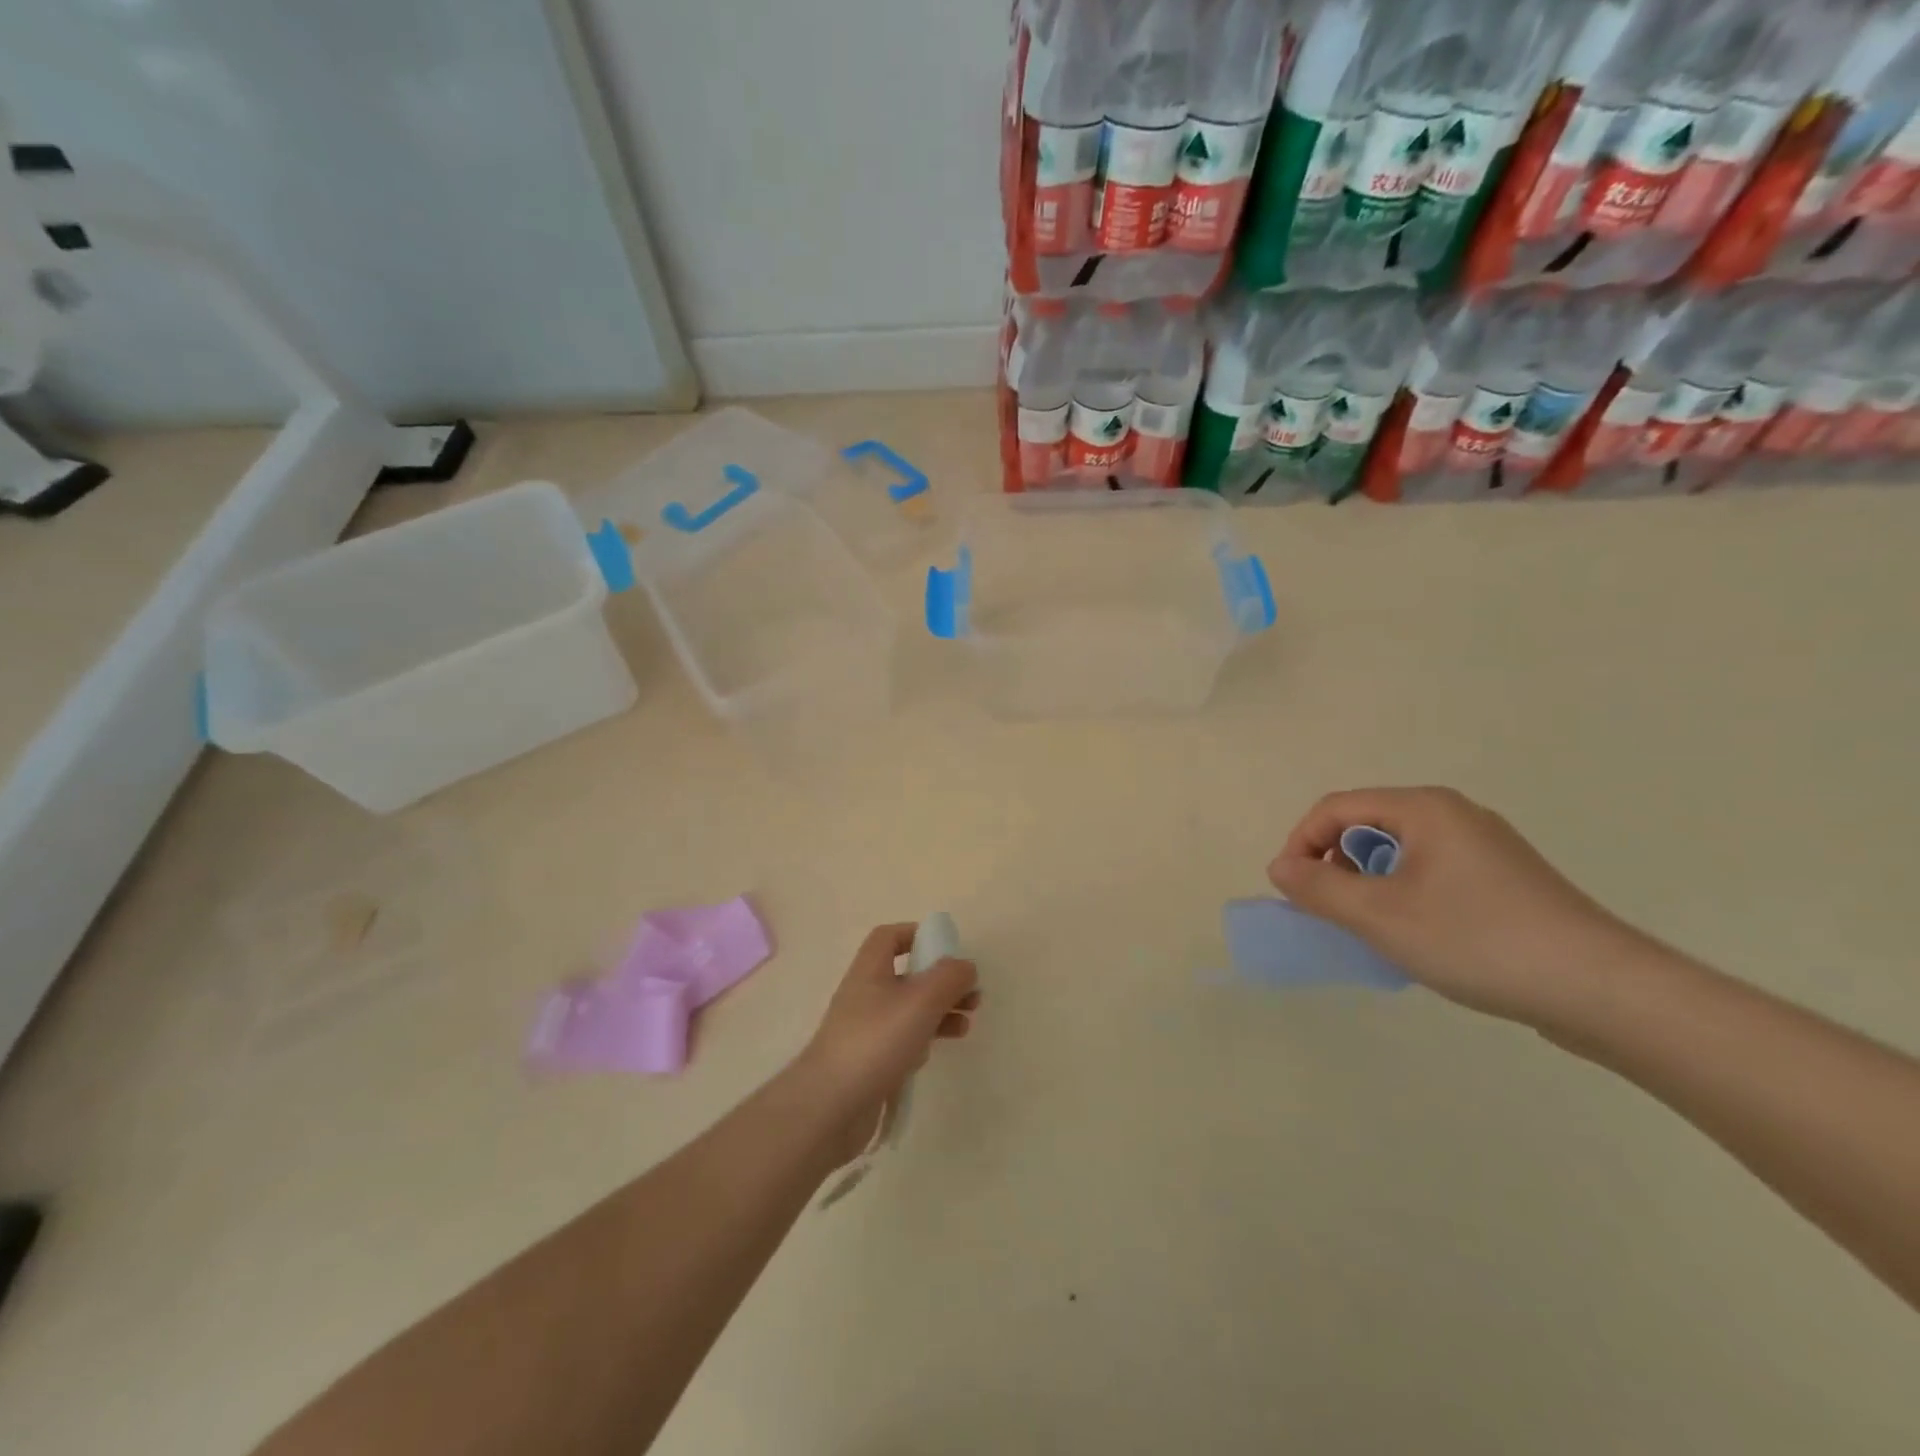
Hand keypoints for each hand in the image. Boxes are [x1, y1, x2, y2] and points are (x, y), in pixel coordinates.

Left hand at [793, 923, 979, 1162]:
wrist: (831, 1106)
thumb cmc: (876, 1041)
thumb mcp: (921, 1000)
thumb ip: (949, 977)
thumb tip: (965, 965)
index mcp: (870, 970)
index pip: (889, 937)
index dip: (917, 935)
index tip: (947, 949)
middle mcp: (865, 994)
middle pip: (907, 975)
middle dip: (941, 981)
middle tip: (972, 995)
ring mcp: (866, 1030)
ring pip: (909, 1010)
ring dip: (939, 1011)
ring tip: (966, 1024)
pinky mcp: (870, 1061)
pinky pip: (901, 1041)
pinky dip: (923, 1040)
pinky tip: (935, 1053)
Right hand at [1268, 787, 1636, 1025]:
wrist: (1603, 991)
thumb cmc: (1477, 940)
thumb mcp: (1379, 916)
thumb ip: (1318, 888)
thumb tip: (1281, 868)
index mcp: (1424, 808)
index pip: (1336, 808)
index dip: (1301, 843)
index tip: (1292, 890)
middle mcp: (1454, 815)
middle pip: (1368, 826)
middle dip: (1335, 865)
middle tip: (1330, 912)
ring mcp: (1485, 848)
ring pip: (1399, 854)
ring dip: (1368, 885)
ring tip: (1372, 929)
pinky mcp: (1505, 881)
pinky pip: (1431, 875)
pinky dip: (1405, 897)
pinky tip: (1418, 938)